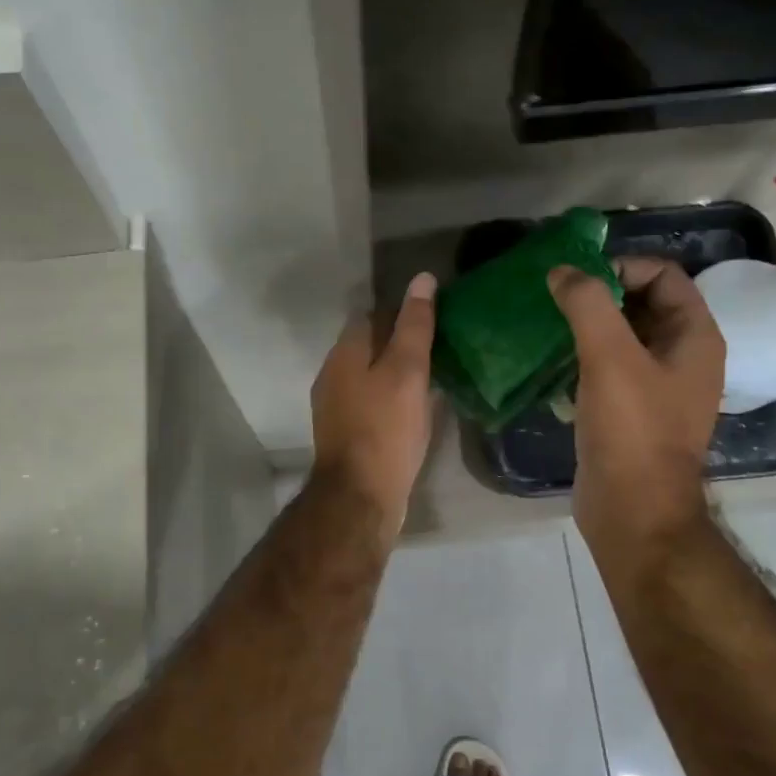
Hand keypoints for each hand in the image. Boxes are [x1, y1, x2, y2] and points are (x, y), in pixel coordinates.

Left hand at [310, 272, 437, 536]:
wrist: (360, 496)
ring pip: (370, 374)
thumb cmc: (386, 428)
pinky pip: (371, 400)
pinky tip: (416, 407)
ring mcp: (336, 405)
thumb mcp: (407, 371)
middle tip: (442, 346)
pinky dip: (392, 396)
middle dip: (401, 341)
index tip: (436, 318)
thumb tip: (422, 279)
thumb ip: (414, 326)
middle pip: (370, 344)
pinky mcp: (346, 432)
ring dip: (397, 370)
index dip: (404, 311)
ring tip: (435, 374)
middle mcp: (333, 373)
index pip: (373, 314)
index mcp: (345, 352)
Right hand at [547, 258, 724, 559]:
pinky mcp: (631, 411)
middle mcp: (682, 357)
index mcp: (695, 337)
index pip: (663, 275)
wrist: (633, 511)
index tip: (577, 282)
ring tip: (548, 327)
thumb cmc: (631, 430)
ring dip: (587, 327)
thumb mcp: (610, 358)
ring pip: (622, 337)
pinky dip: (583, 358)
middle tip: (555, 300)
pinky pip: (609, 369)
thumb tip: (562, 271)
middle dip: (599, 295)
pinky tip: (552, 363)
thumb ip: (588, 305)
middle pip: (642, 303)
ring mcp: (657, 387)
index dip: (622, 267)